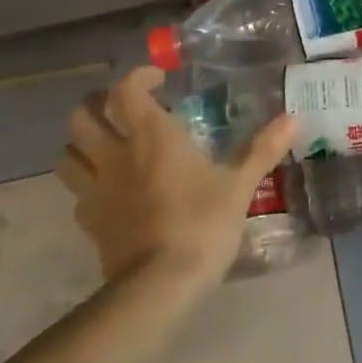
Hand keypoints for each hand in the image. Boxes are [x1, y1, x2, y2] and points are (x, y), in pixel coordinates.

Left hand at [55, 67, 295, 285]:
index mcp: (152, 137)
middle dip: (97, 104)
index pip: (126, 90)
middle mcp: (116, 155)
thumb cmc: (202, 224)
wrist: (161, 285)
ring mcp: (96, 190)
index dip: (138, 77)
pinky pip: (78, 193)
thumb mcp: (239, 185)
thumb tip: (293, 118)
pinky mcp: (90, 222)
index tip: (160, 80)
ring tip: (108, 145)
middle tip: (124, 108)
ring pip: (68, 153)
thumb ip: (262, 149)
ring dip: (83, 143)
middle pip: (82, 116)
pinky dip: (88, 184)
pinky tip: (111, 192)